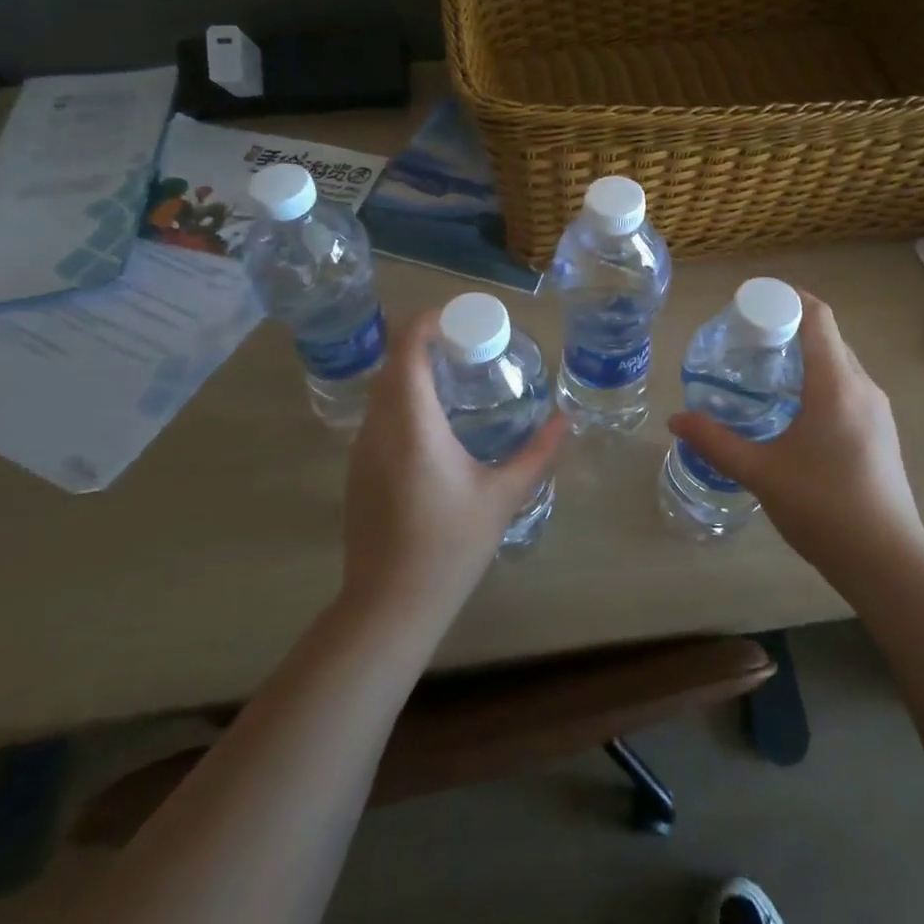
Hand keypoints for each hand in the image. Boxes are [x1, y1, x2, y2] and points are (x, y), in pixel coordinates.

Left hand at [339, 309, 565, 629]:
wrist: (389, 605)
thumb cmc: (450, 546)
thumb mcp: (502, 497)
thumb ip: (537, 454)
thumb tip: (566, 421)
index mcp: (413, 425)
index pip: (408, 350)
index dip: (428, 322)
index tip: (460, 318)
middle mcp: (379, 427)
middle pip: (393, 364)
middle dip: (424, 343)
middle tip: (467, 346)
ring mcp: (361, 449)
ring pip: (382, 390)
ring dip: (411, 372)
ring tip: (453, 378)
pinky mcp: (357, 469)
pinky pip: (377, 416)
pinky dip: (402, 400)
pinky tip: (433, 423)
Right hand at [668, 290, 923, 585]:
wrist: (888, 562)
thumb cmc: (823, 508)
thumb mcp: (760, 473)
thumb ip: (715, 442)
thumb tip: (675, 420)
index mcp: (836, 385)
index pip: (818, 317)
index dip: (788, 297)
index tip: (753, 300)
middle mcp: (863, 387)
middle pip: (829, 336)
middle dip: (790, 326)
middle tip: (748, 337)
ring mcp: (878, 411)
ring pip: (840, 363)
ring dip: (806, 355)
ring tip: (765, 370)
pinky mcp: (882, 432)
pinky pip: (848, 387)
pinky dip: (820, 379)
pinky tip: (793, 409)